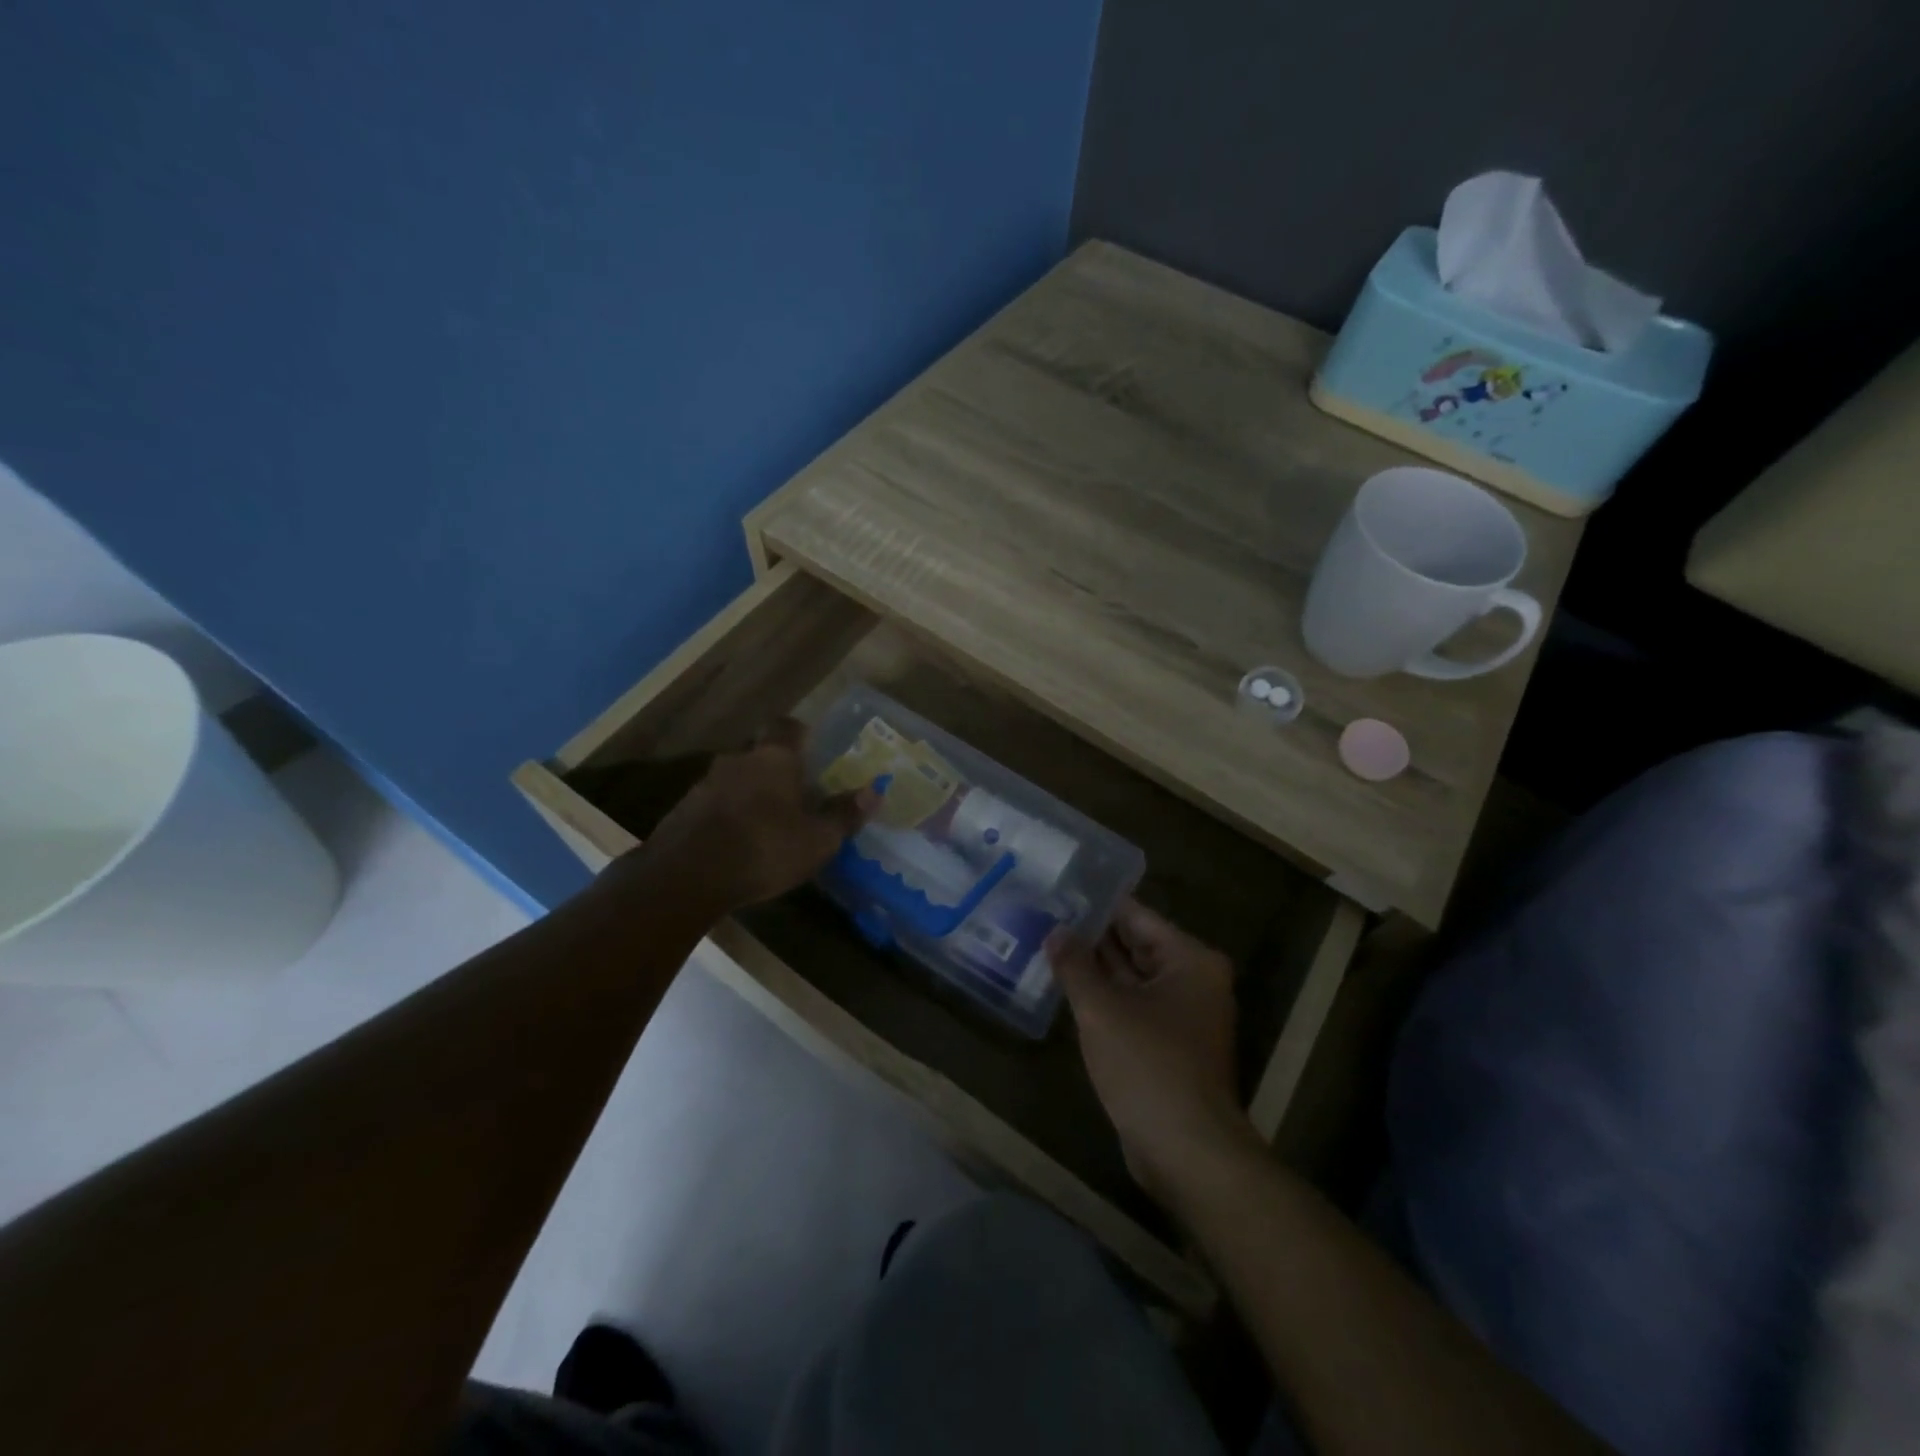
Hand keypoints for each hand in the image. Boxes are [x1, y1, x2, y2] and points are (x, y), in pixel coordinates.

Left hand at [616, 719, 875, 914]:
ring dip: (748, 794)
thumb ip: (844, 814)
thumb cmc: (765, 849)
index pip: (786, 727)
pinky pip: (713, 804)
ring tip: (765, 822)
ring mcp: (705, 784)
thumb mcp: (818, 839)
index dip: (798, 733)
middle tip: (793, 793)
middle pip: (759, 754)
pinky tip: (735, 842)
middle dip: (774, 769)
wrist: (687, 876)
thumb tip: (874, 791)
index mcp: (774, 758)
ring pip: (734, 779)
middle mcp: (738, 760)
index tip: (810, 746)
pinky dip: (726, 816)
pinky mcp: (682, 811)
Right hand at [1052, 900, 1254, 1203]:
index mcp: (1190, 960)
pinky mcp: (1169, 1046)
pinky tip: (1067, 989)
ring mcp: (1183, 1015)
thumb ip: (1075, 964)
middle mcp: (1193, 981)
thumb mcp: (1102, 1009)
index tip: (1059, 892)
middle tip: (1045, 916)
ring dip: (1095, 968)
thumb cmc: (1148, 1066)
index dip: (1096, 904)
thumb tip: (1056, 931)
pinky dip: (1105, 999)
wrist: (1187, 1152)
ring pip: (1132, 978)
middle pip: (1136, 945)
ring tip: (1048, 945)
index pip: (1136, 916)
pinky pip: (1132, 1007)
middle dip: (1092, 936)